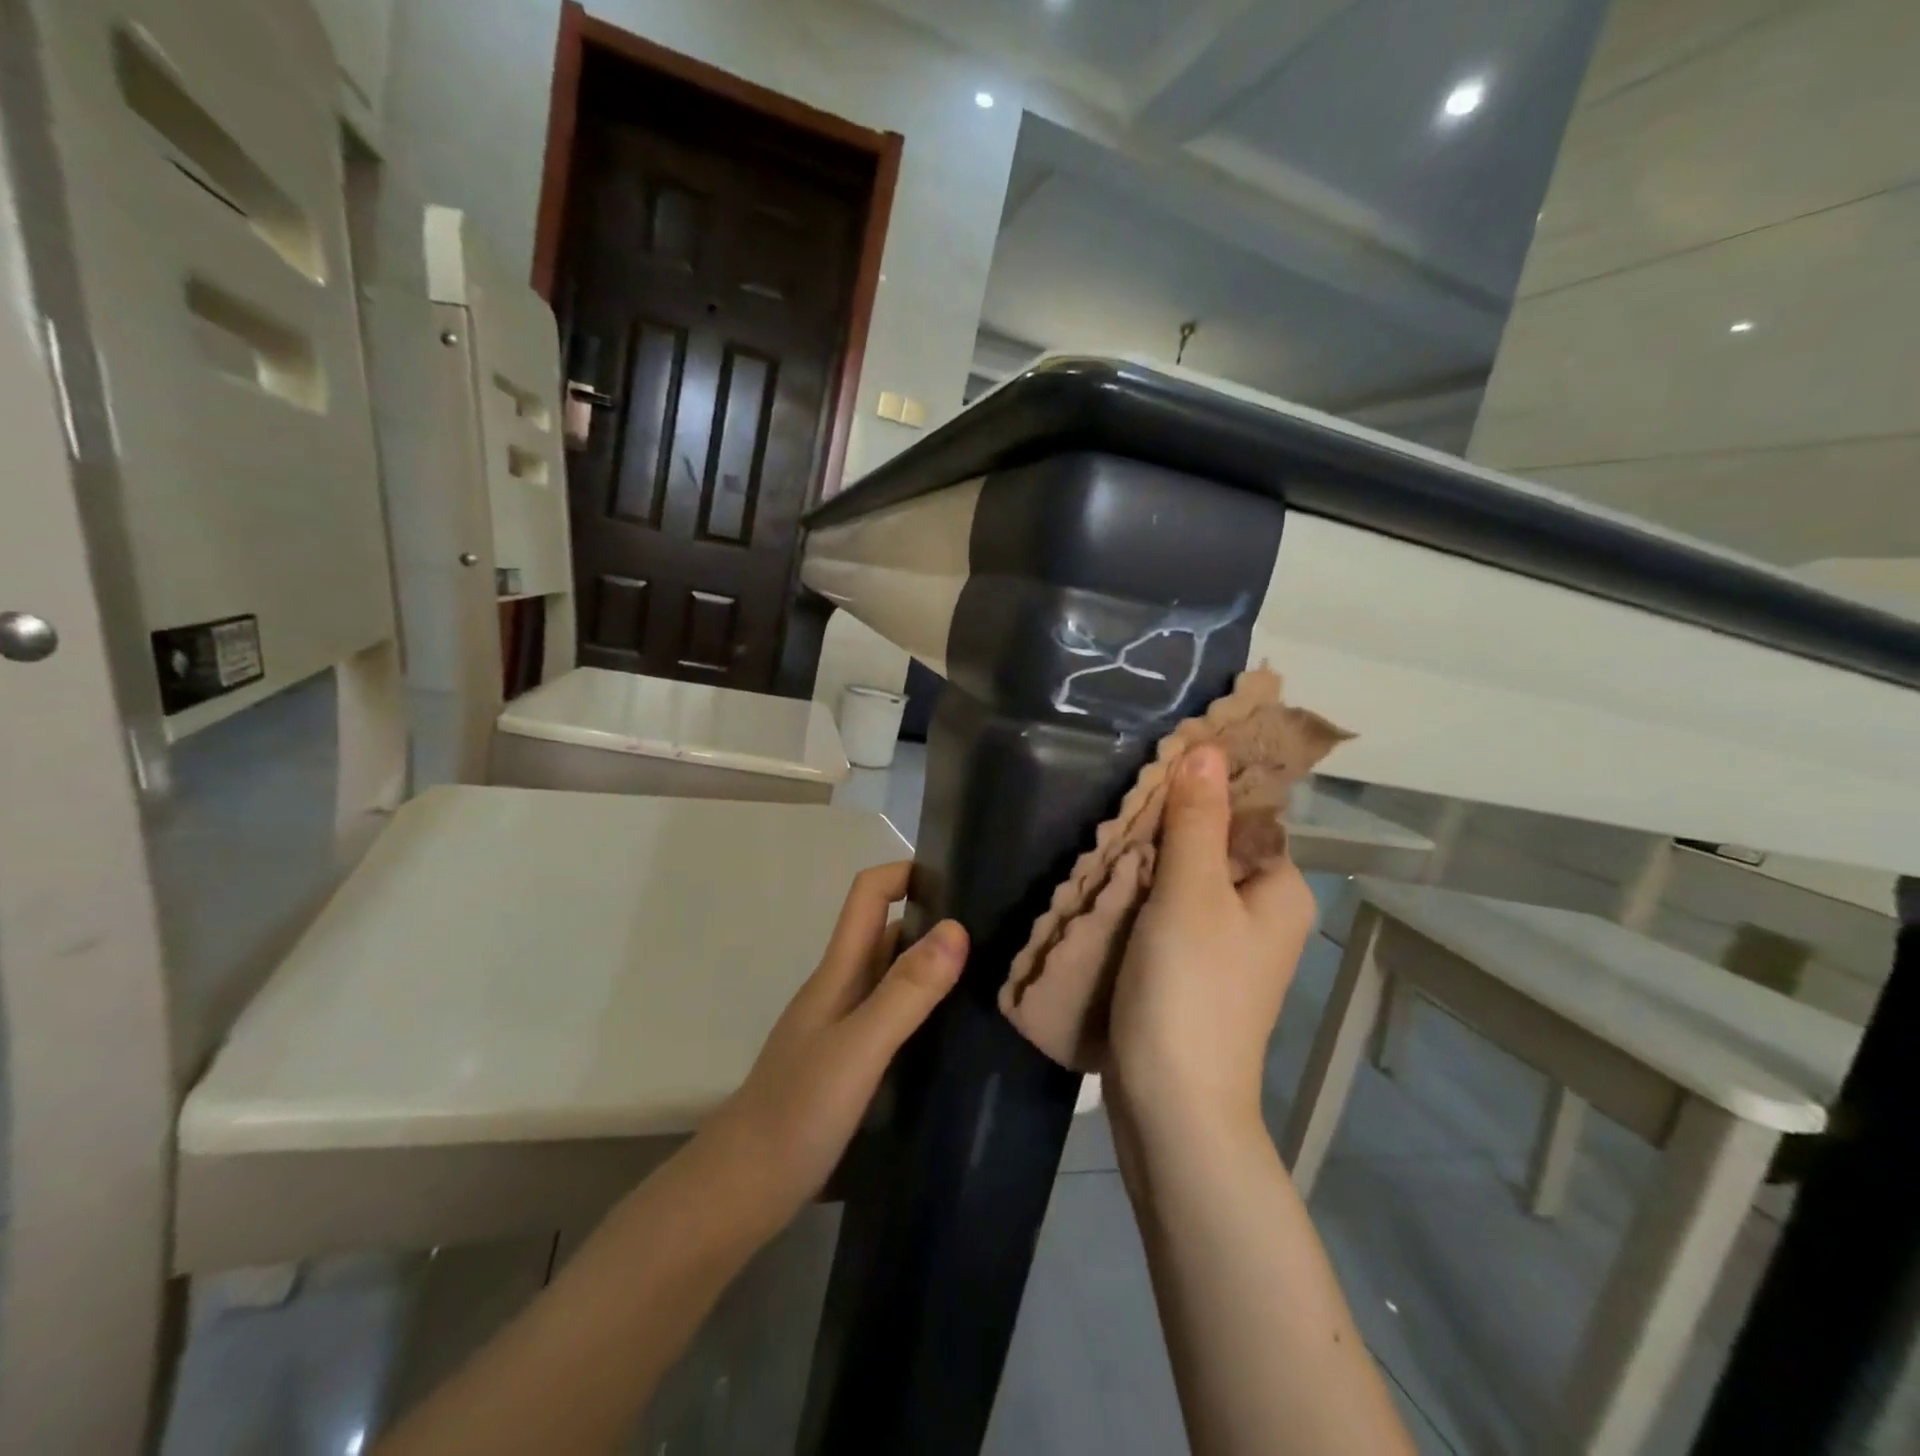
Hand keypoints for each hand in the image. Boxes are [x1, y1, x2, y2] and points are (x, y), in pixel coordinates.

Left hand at [703, 862, 966, 1217]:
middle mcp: (841, 988)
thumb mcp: (858, 1047)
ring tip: (989, 977)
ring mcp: (843, 1027)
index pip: (868, 894)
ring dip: (932, 966)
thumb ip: (905, 991)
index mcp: (838, 971)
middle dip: (933, 918)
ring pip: (892, 976)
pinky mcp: (849, 1063)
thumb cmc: (797, 1111)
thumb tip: (956, 928)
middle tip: (995, 931)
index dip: (907, 873)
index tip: (960, 879)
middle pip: (886, 931)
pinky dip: (924, 1010)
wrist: (741, 1191)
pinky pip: (893, 1017)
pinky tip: (955, 1034)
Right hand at [1106, 746, 1316, 1147]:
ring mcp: (1225, 944)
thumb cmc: (1190, 990)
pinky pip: (1167, 911)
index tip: (1155, 764)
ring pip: (1184, 878)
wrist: (1171, 1104)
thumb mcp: (1191, 894)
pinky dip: (1140, 893)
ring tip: (1104, 833)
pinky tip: (1106, 879)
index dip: (1204, 785)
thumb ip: (1197, 821)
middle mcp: (1261, 913)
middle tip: (1117, 802)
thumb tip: (1206, 748)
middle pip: (1213, 843)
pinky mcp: (1190, 967)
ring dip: (1147, 858)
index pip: (1247, 812)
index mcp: (1280, 889)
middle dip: (1167, 823)